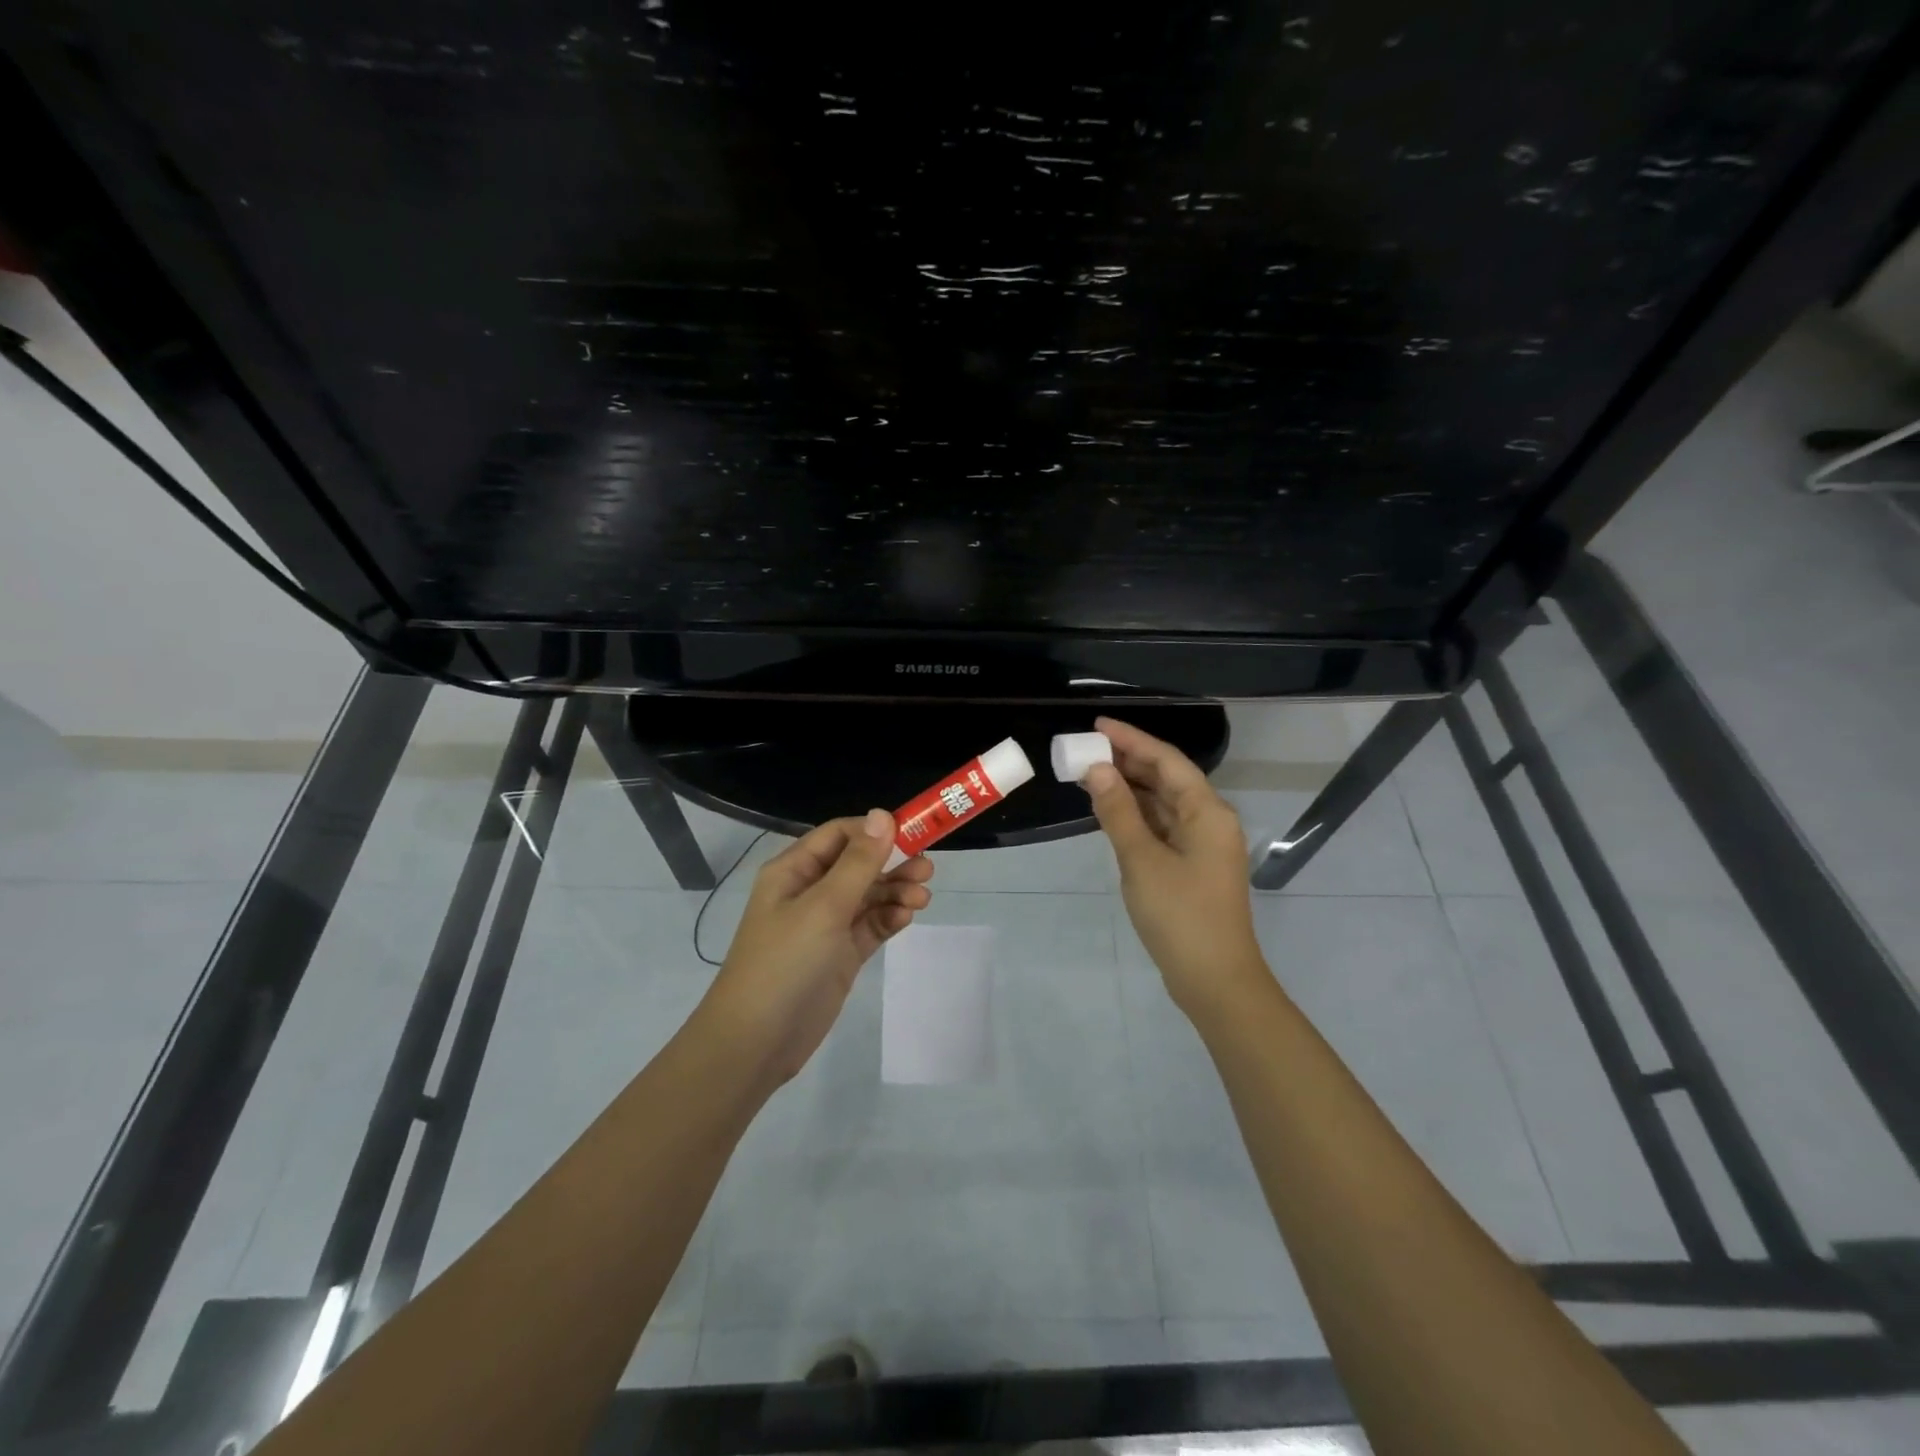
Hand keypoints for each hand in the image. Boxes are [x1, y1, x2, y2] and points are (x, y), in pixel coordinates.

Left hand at [701, 810, 933, 1084]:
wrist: (757, 1042)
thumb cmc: (785, 962)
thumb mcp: (824, 907)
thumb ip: (858, 862)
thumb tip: (883, 814)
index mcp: (794, 870)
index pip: (840, 834)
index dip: (876, 830)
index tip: (914, 833)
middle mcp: (810, 891)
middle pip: (859, 864)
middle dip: (893, 863)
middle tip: (927, 870)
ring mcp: (825, 925)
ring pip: (869, 895)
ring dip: (896, 891)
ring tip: (922, 898)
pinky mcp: (840, 954)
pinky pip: (870, 925)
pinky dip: (889, 918)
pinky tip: (905, 917)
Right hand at [1084, 716, 1268, 1016]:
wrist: (1214, 980)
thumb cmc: (1180, 916)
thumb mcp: (1142, 860)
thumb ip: (1118, 811)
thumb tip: (1096, 770)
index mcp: (1208, 812)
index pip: (1167, 761)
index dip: (1131, 740)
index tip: (1096, 725)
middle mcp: (1209, 821)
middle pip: (1167, 779)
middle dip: (1127, 762)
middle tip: (1085, 750)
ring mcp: (1202, 846)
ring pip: (1163, 804)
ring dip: (1130, 789)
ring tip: (1089, 775)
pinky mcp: (1191, 867)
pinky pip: (1162, 827)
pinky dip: (1136, 816)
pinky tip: (1109, 811)